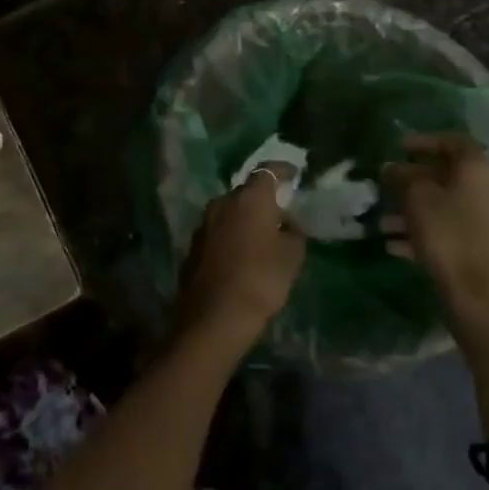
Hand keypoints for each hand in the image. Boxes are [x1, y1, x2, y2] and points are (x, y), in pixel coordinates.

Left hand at [176, 165, 304, 353]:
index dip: (283, 171)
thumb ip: (293, 233)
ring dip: (246, 219)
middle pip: (246, 193)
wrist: (213, 318)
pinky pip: (219, 232)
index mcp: (249, 198)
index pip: (268, 171)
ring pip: (230, 212)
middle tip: (282, 215)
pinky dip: (232, 236)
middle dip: (264, 200)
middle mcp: (222, 202)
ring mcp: (204, 224)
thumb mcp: (291, 257)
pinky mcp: (194, 246)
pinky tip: (243, 255)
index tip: (295, 175)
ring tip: (263, 237)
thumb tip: (287, 223)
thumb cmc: (260, 280)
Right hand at [382, 133, 488, 343]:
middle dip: (415, 181)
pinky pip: (458, 229)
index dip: (422, 141)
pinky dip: (431, 231)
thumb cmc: (448, 238)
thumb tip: (392, 167)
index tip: (397, 148)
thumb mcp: (416, 199)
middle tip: (388, 187)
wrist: (484, 301)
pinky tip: (399, 247)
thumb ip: (402, 176)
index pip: (452, 141)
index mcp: (481, 168)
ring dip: (418, 210)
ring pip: (451, 205)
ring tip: (385, 224)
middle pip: (451, 175)